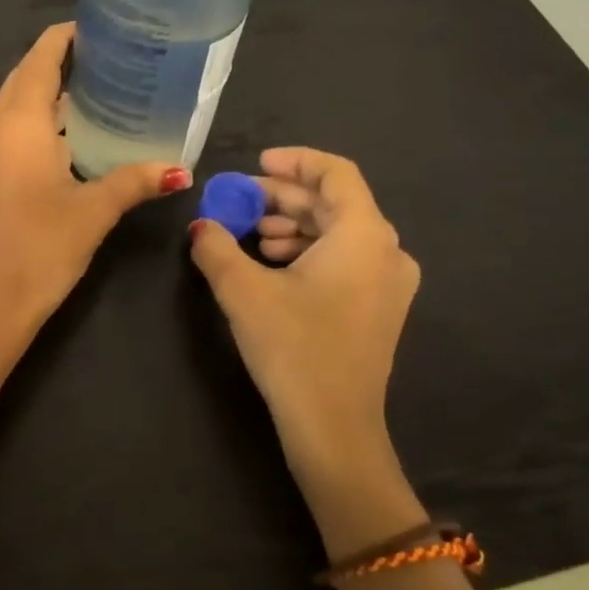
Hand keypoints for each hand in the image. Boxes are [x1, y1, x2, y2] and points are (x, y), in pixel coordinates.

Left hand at [0, 24, 189, 327]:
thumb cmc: (43, 246)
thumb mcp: (95, 210)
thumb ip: (135, 181)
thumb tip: (179, 170)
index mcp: (18, 124)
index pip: (39, 60)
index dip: (62, 39)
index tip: (94, 30)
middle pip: (21, 81)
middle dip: (54, 65)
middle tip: (99, 63)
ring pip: (8, 111)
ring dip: (40, 100)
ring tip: (82, 102)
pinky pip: (0, 139)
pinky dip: (26, 130)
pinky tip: (51, 149)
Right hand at [188, 147, 419, 493]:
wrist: (333, 428)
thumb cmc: (293, 348)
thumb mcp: (242, 290)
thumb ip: (216, 246)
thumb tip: (200, 226)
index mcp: (364, 236)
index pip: (336, 173)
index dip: (294, 161)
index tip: (256, 164)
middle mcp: (387, 251)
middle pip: (334, 204)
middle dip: (283, 198)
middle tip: (239, 202)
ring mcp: (388, 283)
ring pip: (338, 233)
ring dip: (292, 227)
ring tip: (251, 237)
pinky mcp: (379, 309)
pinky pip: (344, 260)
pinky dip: (307, 252)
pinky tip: (271, 266)